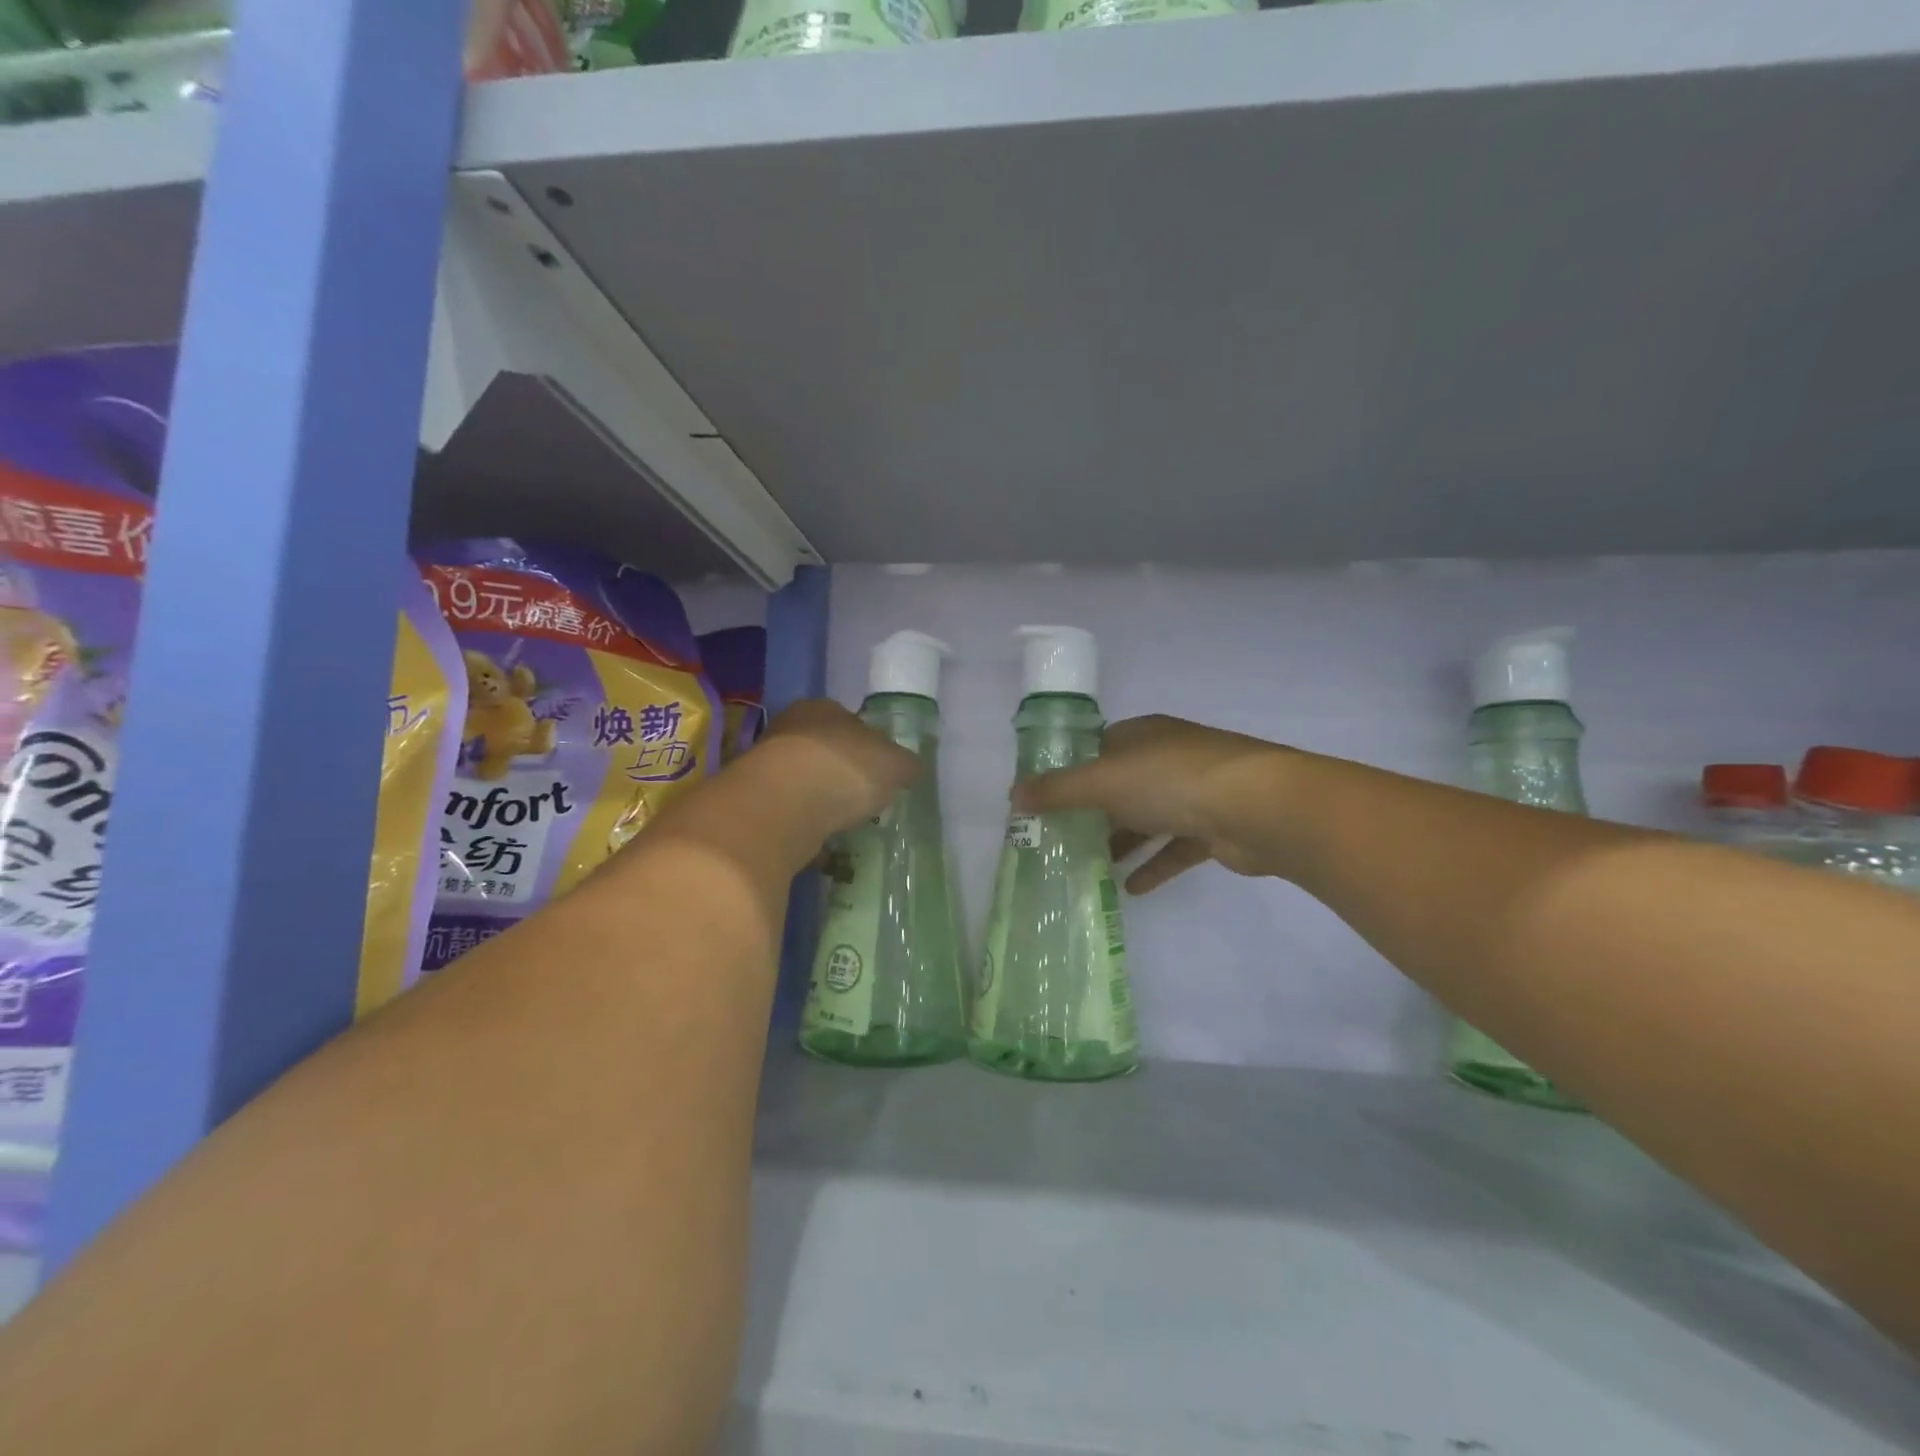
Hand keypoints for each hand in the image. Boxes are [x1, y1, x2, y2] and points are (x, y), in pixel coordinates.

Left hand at [756, 699, 920, 837]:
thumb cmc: (844, 769)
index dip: (870, 746)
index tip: (882, 772)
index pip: (851, 721)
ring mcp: (766, 767)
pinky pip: (790, 814)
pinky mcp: (756, 804)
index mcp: (822, 708)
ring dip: (822, 801)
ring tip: (845, 824)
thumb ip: (905, 765)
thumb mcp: (894, 764)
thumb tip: (909, 768)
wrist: (781, 807)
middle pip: (825, 752)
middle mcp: (789, 730)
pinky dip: (805, 825)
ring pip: (804, 783)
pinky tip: (821, 841)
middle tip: (866, 799)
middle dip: (844, 774)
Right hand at [1013, 714, 1291, 892]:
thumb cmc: (1173, 780)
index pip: (1099, 749)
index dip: (1071, 772)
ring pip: (1148, 819)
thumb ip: (1058, 790)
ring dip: (1122, 842)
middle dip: (1094, 814)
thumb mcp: (1104, 780)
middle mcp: (1168, 759)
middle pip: (1122, 787)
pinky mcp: (1214, 828)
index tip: (1046, 801)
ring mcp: (1195, 793)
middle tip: (1061, 841)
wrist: (1259, 807)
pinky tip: (1130, 889)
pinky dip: (1154, 866)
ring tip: (1090, 868)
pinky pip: (1175, 848)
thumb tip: (1013, 795)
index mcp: (1143, 736)